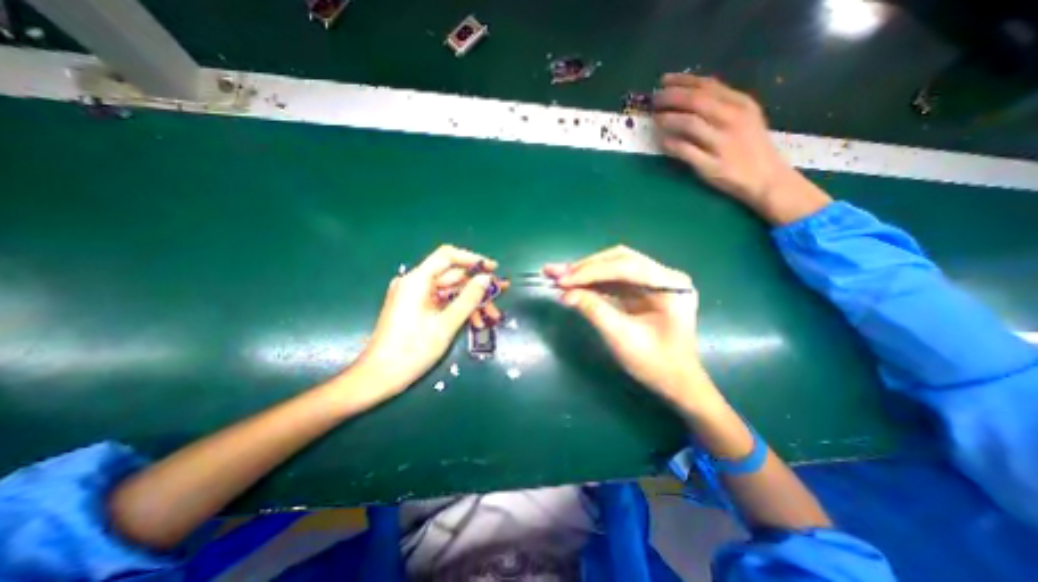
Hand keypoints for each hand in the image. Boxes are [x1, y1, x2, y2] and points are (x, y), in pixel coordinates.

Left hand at [350, 244, 496, 398]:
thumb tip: (486, 278)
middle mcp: (414, 283)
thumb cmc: (412, 350)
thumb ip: (468, 298)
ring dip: (471, 302)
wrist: (380, 376)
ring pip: (450, 291)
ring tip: (491, 317)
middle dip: (477, 287)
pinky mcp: (415, 308)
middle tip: (501, 295)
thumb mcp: (446, 324)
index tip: (493, 269)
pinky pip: (442, 302)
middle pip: (452, 276)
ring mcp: (414, 296)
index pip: (447, 256)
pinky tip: (475, 323)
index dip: (473, 260)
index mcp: (417, 280)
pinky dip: (458, 310)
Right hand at [545, 247, 723, 408]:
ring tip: (557, 274)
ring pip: (613, 266)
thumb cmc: (655, 364)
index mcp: (671, 285)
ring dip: (584, 271)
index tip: (563, 280)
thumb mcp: (622, 338)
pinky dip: (591, 281)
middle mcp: (664, 275)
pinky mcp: (642, 289)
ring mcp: (653, 281)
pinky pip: (613, 279)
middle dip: (585, 267)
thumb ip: (594, 310)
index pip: (626, 266)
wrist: (675, 382)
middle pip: (619, 260)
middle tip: (556, 273)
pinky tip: (572, 282)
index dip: (592, 271)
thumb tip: (565, 293)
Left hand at [656, 74, 827, 225]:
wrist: (765, 178)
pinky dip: (671, 145)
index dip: (682, 81)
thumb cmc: (750, 147)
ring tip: (655, 118)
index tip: (663, 81)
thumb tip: (690, 92)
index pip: (707, 85)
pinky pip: (685, 151)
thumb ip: (722, 104)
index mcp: (741, 104)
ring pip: (689, 124)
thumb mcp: (744, 117)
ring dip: (668, 119)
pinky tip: (661, 142)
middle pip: (696, 101)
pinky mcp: (712, 165)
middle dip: (671, 97)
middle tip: (654, 99)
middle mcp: (733, 119)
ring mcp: (722, 143)